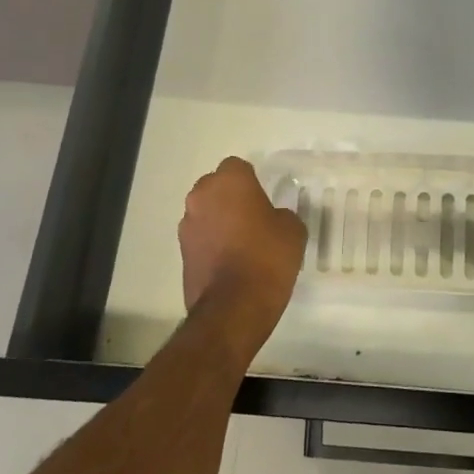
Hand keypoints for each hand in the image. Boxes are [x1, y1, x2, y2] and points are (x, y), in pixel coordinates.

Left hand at [179, 158, 307, 351]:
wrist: (234, 307)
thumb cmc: (267, 257)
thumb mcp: (293, 229)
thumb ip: (281, 215)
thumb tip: (272, 219)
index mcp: (229, 181)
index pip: (238, 167)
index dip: (252, 181)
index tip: (264, 199)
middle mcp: (201, 196)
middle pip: (216, 187)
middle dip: (231, 198)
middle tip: (254, 218)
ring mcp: (187, 225)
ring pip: (206, 212)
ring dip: (219, 221)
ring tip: (242, 243)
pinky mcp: (181, 253)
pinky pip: (201, 237)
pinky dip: (212, 244)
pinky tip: (230, 262)